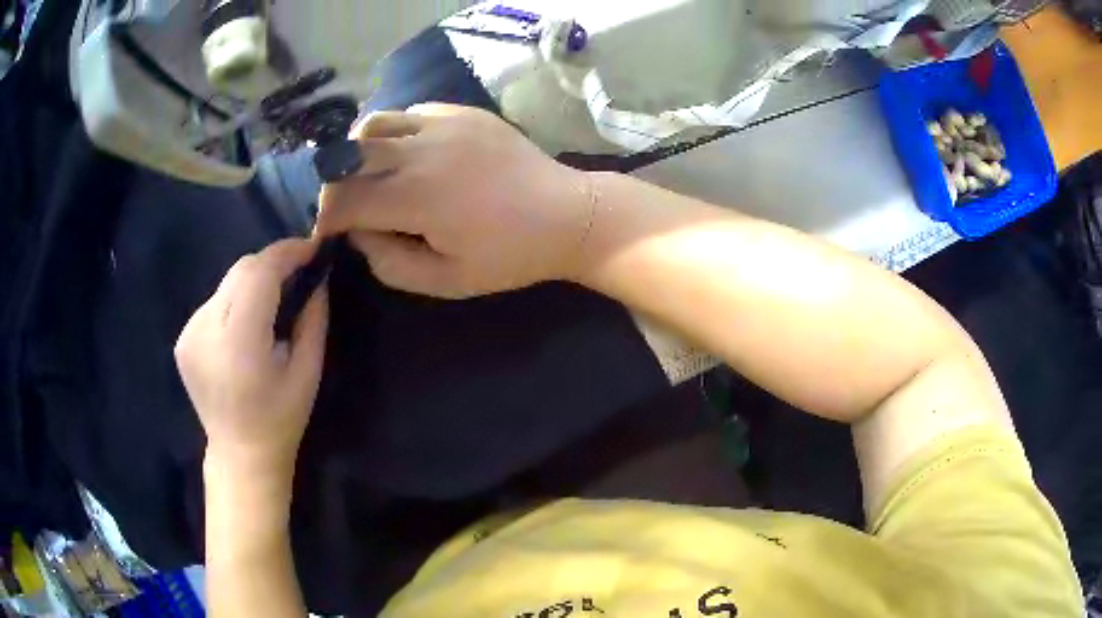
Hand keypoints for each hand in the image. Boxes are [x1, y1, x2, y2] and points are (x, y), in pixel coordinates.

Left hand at [175, 239, 327, 477]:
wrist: (239, 453)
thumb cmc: (281, 419)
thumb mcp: (308, 371)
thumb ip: (313, 318)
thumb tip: (318, 277)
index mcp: (240, 343)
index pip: (259, 273)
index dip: (286, 253)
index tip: (312, 248)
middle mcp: (206, 330)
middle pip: (240, 270)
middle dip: (272, 263)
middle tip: (298, 270)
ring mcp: (189, 333)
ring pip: (226, 282)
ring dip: (253, 281)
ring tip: (273, 298)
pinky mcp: (183, 338)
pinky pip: (214, 301)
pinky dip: (234, 299)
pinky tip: (245, 322)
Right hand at [316, 104, 594, 298]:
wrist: (568, 215)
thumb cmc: (510, 256)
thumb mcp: (446, 280)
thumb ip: (389, 261)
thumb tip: (359, 232)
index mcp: (415, 196)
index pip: (342, 200)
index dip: (325, 217)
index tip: (326, 231)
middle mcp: (421, 150)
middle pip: (347, 155)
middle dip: (334, 183)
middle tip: (343, 203)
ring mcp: (444, 123)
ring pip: (375, 123)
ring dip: (359, 150)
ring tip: (370, 173)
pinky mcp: (463, 112)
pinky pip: (411, 113)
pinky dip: (395, 133)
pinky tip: (409, 154)